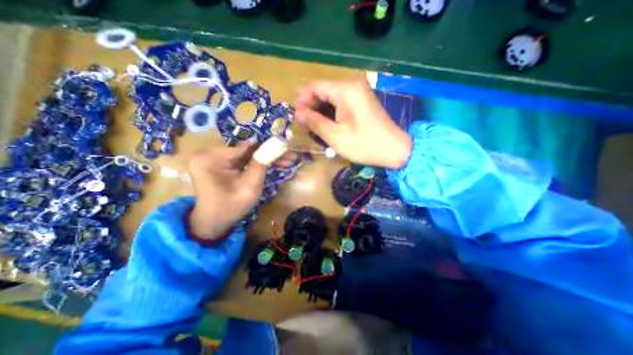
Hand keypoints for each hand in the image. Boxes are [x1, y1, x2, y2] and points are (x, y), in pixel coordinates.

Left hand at [187, 141, 296, 240]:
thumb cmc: (230, 208)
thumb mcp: (249, 187)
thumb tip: (273, 144)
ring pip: (247, 154)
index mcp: (211, 158)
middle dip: (269, 153)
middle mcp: (210, 153)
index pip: (245, 147)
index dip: (268, 146)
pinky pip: (243, 159)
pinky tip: (273, 164)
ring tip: (286, 160)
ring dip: (266, 157)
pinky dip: (257, 162)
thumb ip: (261, 165)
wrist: (212, 223)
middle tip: (289, 156)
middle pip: (247, 149)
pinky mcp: (220, 163)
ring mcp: (215, 158)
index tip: (286, 147)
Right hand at [295, 79, 413, 167]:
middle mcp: (352, 85)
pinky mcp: (361, 100)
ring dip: (319, 109)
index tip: (296, 116)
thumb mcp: (335, 136)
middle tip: (303, 123)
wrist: (394, 149)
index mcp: (345, 90)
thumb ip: (315, 122)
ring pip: (331, 96)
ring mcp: (358, 92)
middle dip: (310, 105)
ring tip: (312, 125)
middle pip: (323, 89)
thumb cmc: (364, 145)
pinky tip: (325, 122)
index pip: (315, 86)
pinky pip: (340, 101)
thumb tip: (298, 113)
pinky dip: (330, 110)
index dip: (302, 99)